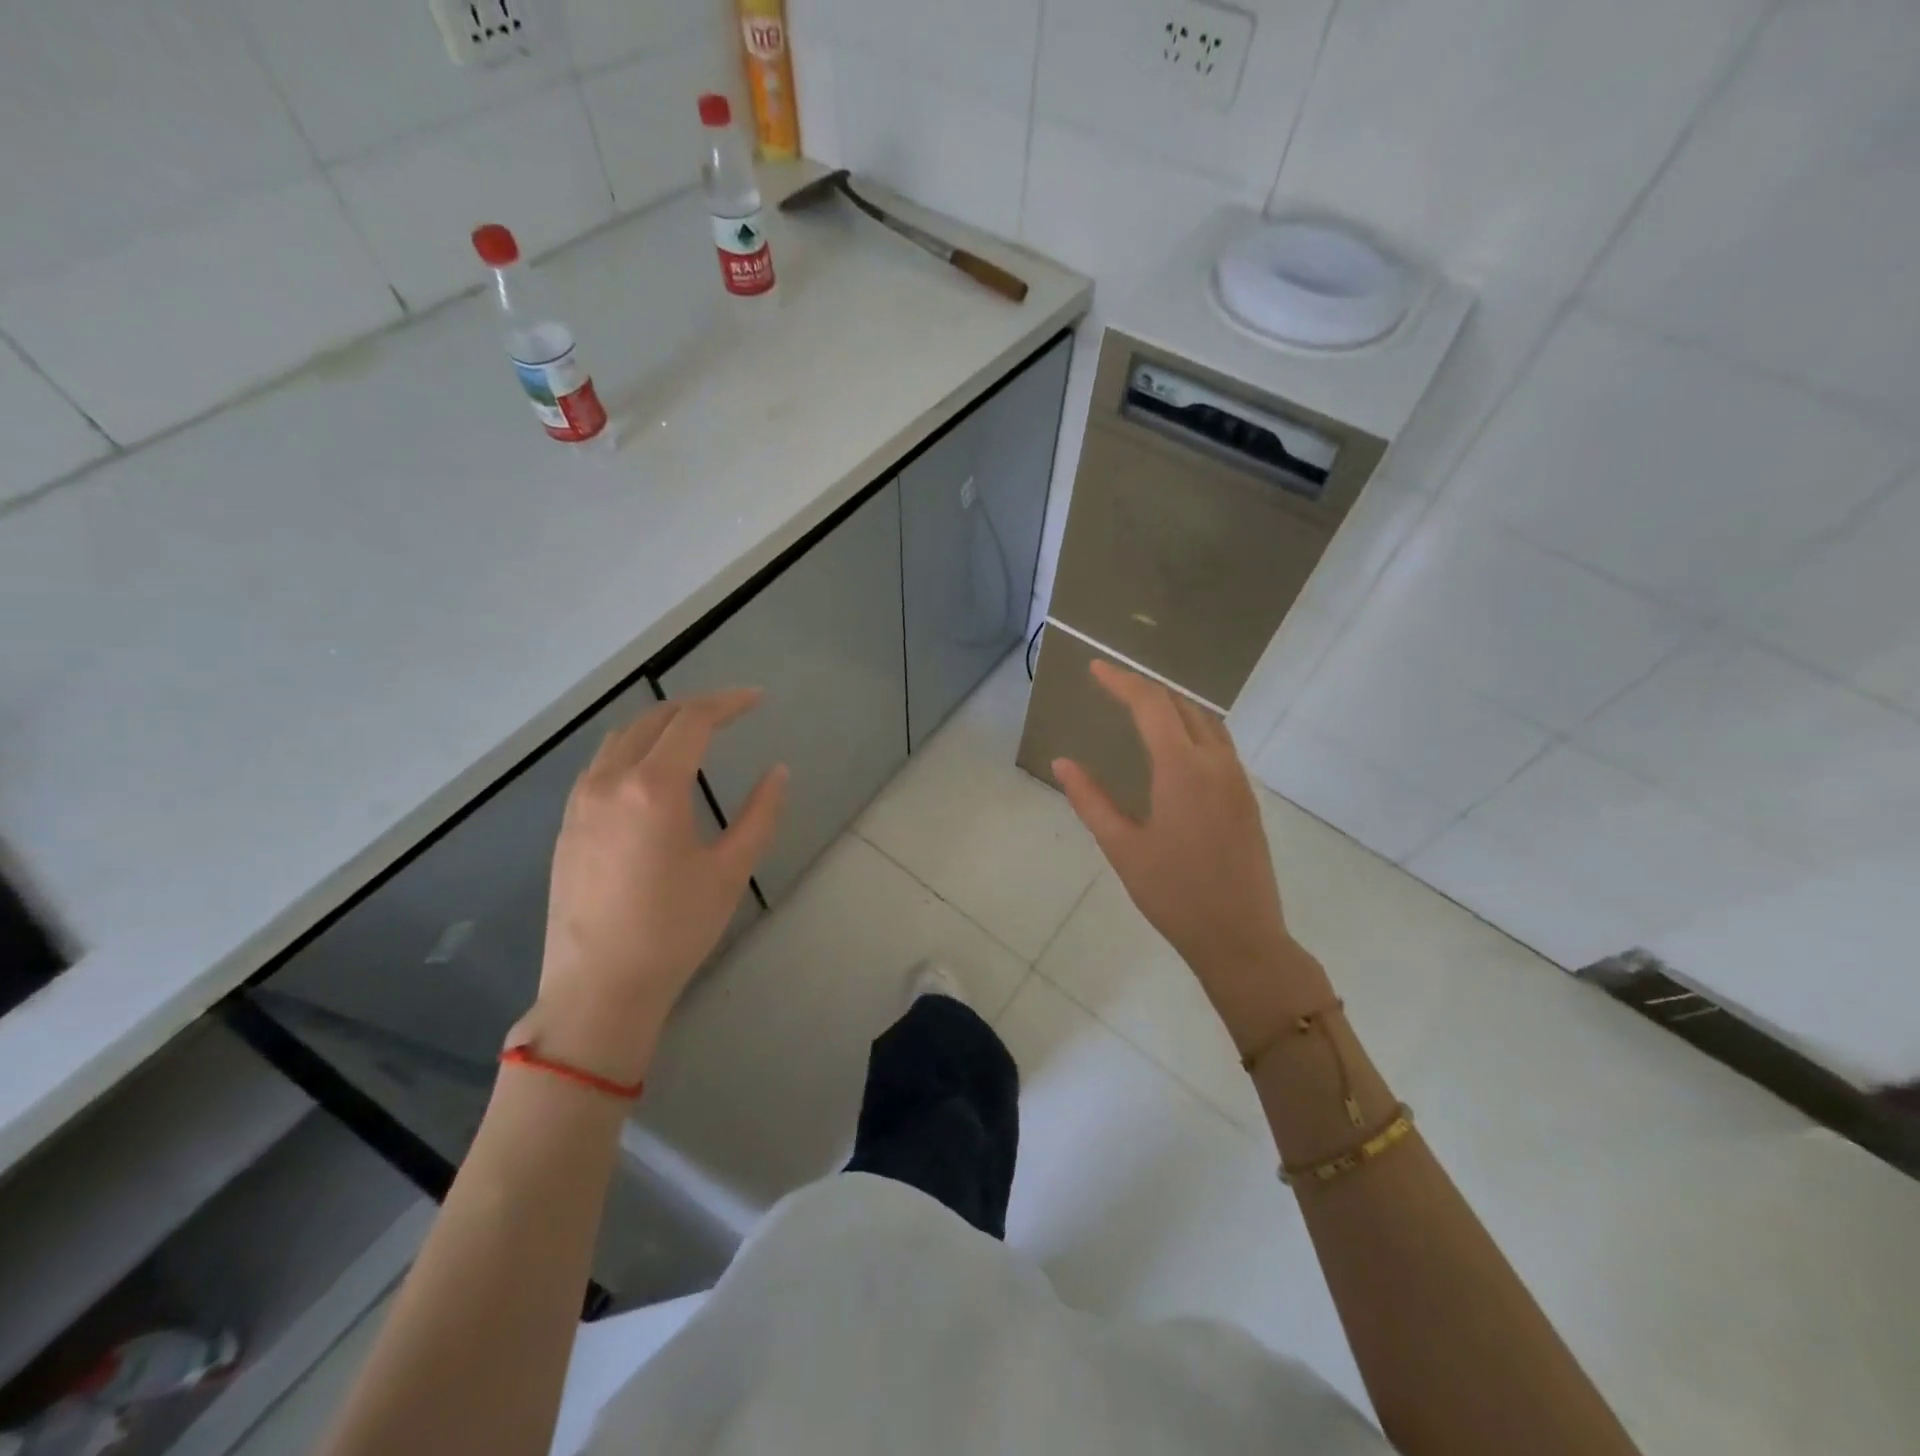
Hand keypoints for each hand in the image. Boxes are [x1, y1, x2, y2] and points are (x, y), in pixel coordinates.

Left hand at [510, 689, 786, 1082]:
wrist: (598, 988)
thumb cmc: (674, 929)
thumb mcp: (730, 871)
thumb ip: (760, 813)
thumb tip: (778, 772)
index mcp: (653, 788)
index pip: (693, 722)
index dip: (729, 703)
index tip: (757, 699)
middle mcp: (609, 782)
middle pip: (653, 719)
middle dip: (695, 707)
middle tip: (731, 711)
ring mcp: (580, 802)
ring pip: (620, 738)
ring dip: (660, 724)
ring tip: (694, 734)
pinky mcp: (567, 825)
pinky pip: (601, 765)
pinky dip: (632, 749)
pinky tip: (651, 772)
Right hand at [1053, 661, 1331, 1054]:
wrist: (1241, 937)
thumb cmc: (1173, 894)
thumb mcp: (1122, 847)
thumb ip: (1090, 800)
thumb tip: (1062, 762)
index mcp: (1182, 769)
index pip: (1150, 705)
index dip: (1121, 681)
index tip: (1095, 668)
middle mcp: (1215, 762)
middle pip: (1181, 705)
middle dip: (1145, 689)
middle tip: (1112, 686)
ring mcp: (1237, 779)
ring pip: (1207, 722)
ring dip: (1173, 706)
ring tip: (1141, 709)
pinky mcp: (1246, 798)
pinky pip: (1219, 744)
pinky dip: (1192, 729)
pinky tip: (1175, 748)